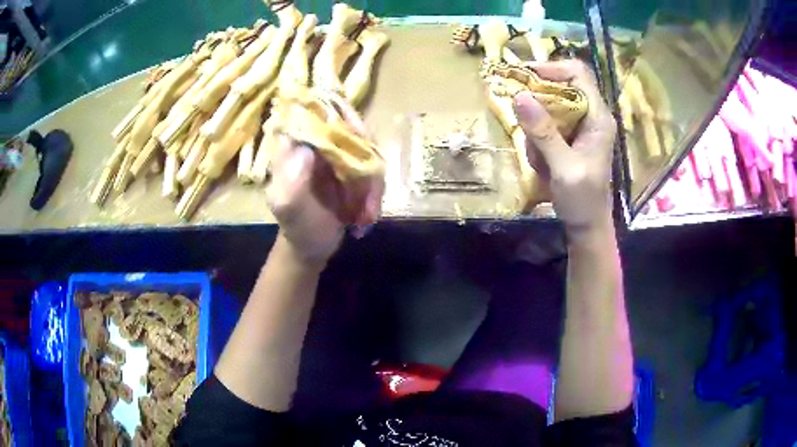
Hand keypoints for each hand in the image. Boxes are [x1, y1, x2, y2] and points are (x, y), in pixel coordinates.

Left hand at [266, 94, 382, 264]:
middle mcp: (318, 144)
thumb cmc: (297, 227)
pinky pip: (374, 169)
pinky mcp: (352, 170)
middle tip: (370, 190)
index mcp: (296, 146)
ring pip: (368, 150)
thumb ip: (292, 181)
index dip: (341, 115)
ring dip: (373, 183)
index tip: (359, 136)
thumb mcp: (289, 207)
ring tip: (367, 213)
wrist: (311, 247)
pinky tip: (368, 215)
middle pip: (351, 126)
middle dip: (366, 157)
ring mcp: (337, 156)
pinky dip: (376, 192)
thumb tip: (306, 149)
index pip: (317, 113)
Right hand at [512, 60, 616, 231]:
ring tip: (536, 154)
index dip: (552, 68)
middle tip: (519, 112)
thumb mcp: (563, 167)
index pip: (578, 73)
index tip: (524, 76)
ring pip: (552, 104)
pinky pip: (549, 123)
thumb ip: (544, 132)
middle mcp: (592, 115)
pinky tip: (540, 160)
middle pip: (562, 85)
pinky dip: (538, 136)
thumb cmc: (582, 199)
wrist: (587, 225)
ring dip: (537, 124)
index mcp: (598, 117)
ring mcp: (582, 126)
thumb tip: (519, 96)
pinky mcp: (572, 137)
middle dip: (538, 98)